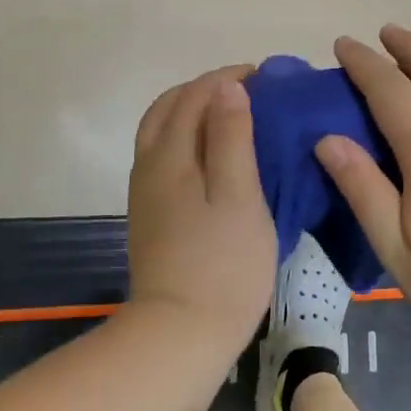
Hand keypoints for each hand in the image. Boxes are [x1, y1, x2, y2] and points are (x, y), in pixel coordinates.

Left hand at [126, 67, 275, 350]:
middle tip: (248, 91)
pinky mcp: (150, 215)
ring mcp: (146, 193)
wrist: (179, 335)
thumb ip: (231, 137)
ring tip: (233, 116)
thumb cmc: (222, 264)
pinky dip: (187, 137)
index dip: (227, 78)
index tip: (264, 76)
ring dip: (193, 111)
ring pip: (161, 132)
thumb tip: (227, 87)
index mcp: (170, 155)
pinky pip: (164, 156)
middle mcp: (149, 165)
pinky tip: (214, 156)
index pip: (194, 95)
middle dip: (205, 89)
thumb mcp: (239, 196)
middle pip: (169, 107)